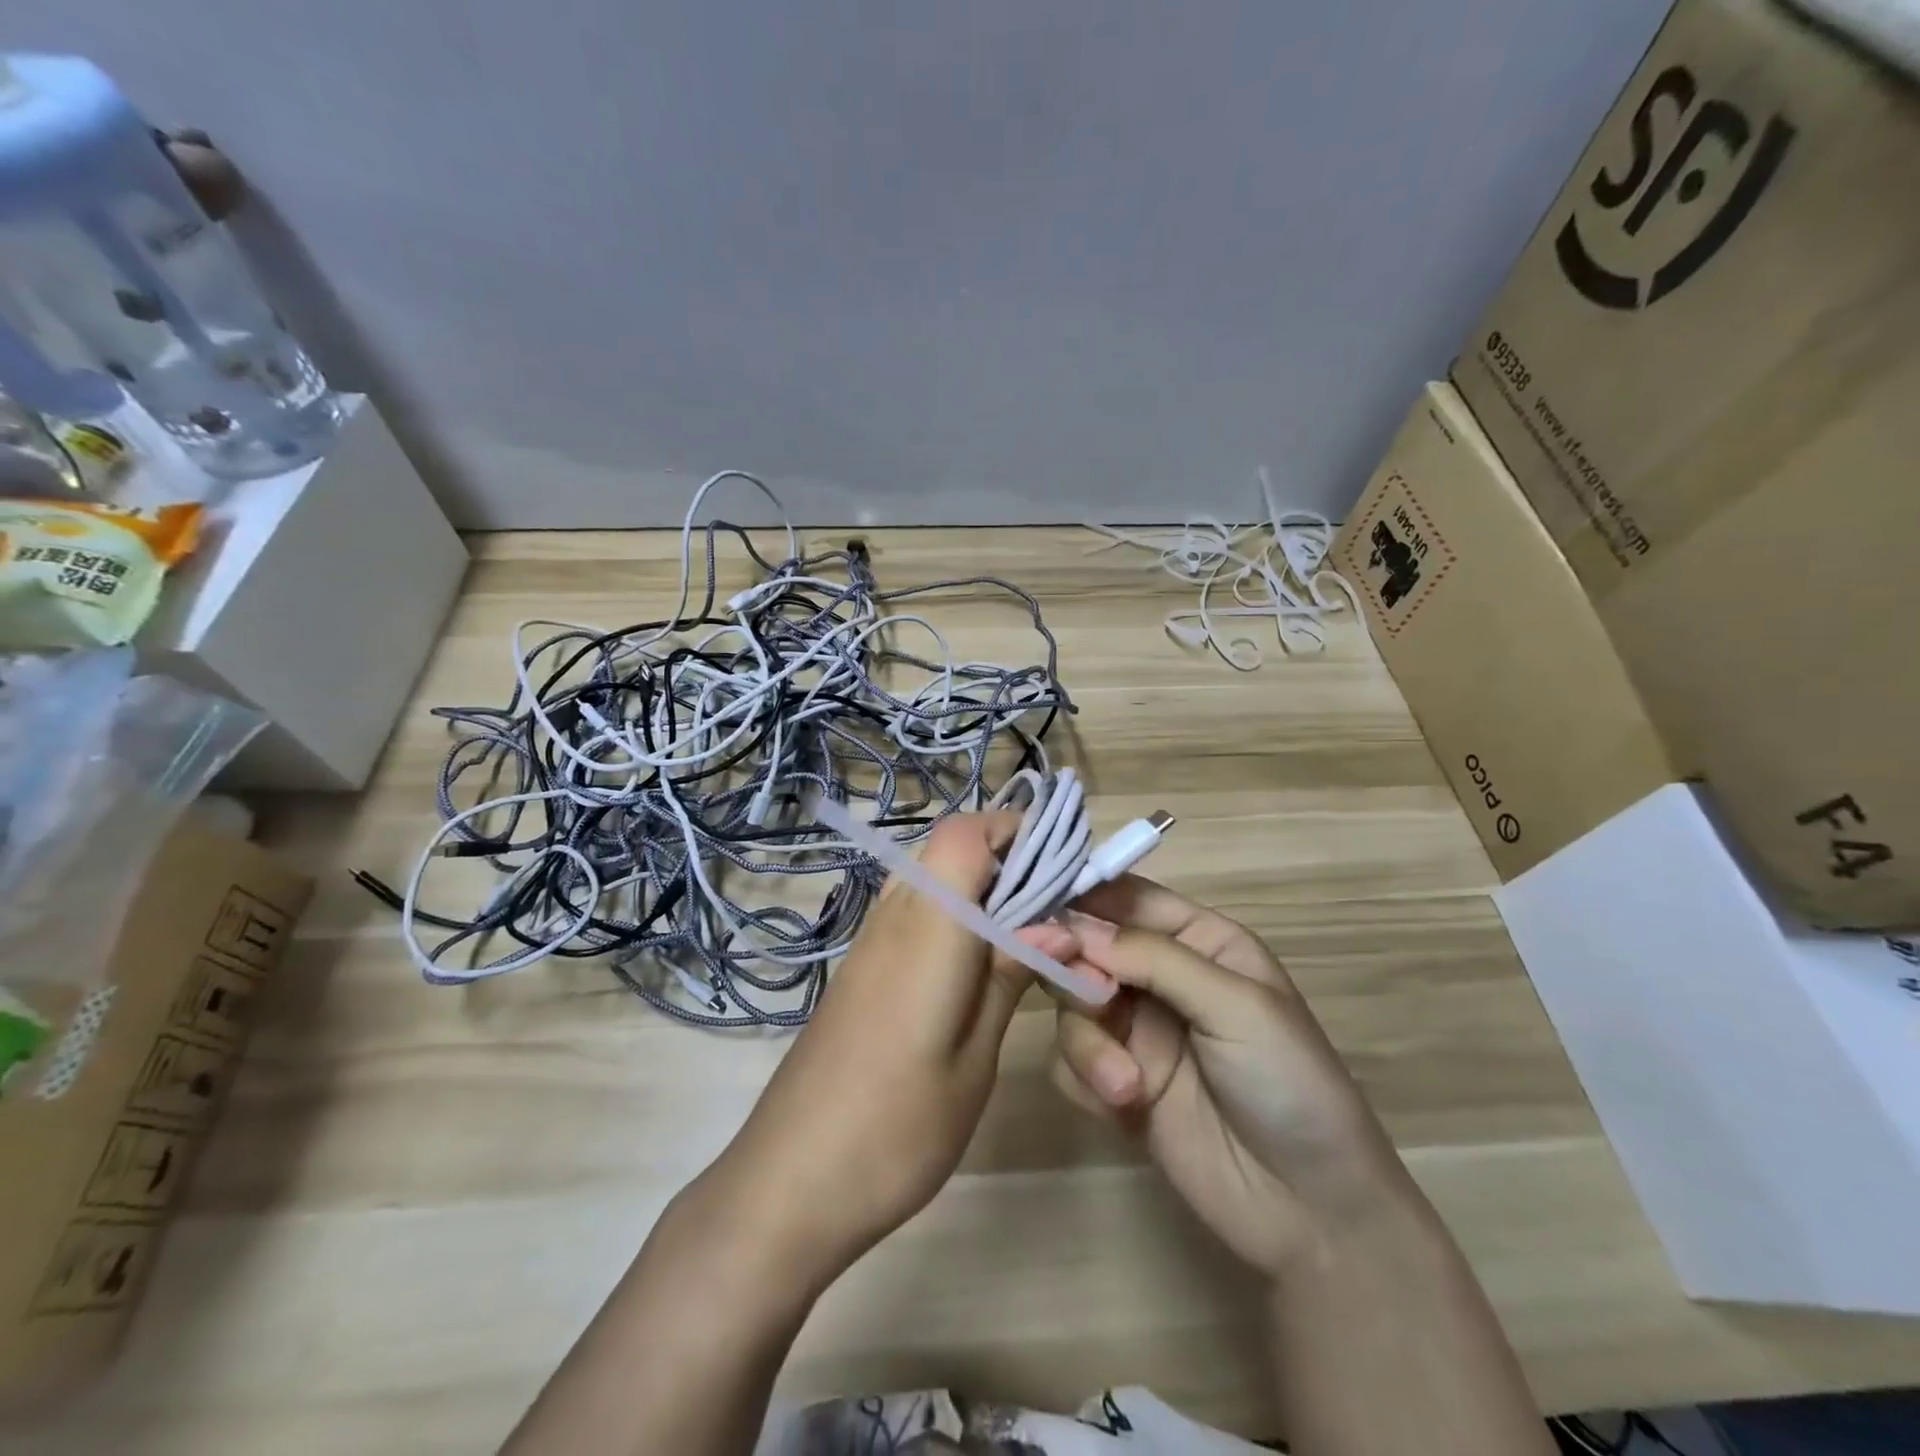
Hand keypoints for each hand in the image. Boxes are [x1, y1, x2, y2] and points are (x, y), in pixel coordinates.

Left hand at [708, 812, 1076, 1280]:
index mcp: (927, 929)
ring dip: (976, 884)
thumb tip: (1058, 926)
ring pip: (927, 875)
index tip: (1063, 862)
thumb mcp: (973, 1059)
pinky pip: (910, 910)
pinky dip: (950, 912)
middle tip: (1053, 902)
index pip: (964, 835)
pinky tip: (976, 962)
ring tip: (1024, 932)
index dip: (1014, 829)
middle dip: (1003, 855)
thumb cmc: (895, 1129)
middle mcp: (892, 918)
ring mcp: (868, 942)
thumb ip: (1008, 978)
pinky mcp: (858, 968)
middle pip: (945, 847)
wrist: (789, 1183)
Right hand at [1051, 876, 1409, 1274]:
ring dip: (1089, 1044)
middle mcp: (1159, 977)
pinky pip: (1067, 1061)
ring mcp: (1135, 1031)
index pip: (1126, 898)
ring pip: (1070, 1006)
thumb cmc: (1289, 1083)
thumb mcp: (1236, 1006)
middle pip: (1084, 949)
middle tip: (1094, 1002)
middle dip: (1077, 974)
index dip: (1081, 898)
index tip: (1040, 912)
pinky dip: (1085, 1079)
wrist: (1310, 1211)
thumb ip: (1154, 958)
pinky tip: (1124, 1108)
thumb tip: (1074, 927)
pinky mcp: (1115, 1082)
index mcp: (1198, 940)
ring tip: (1127, 1086)